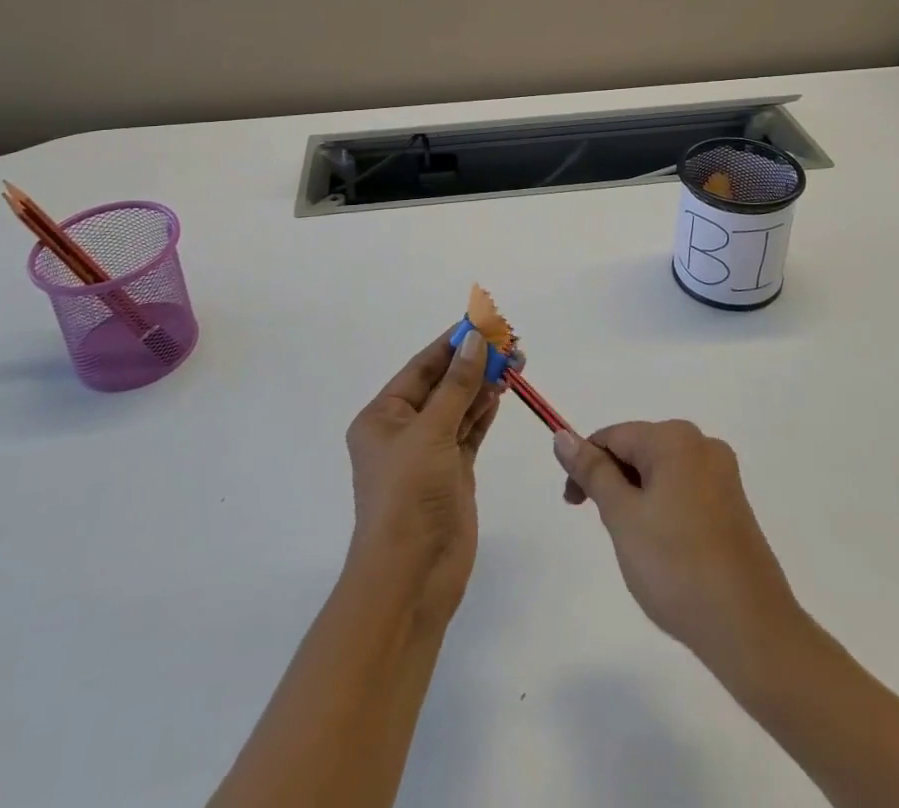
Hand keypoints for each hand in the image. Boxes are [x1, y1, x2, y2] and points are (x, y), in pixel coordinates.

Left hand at [343, 330, 501, 622]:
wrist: (411, 578)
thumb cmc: (408, 495)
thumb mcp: (431, 432)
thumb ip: (457, 385)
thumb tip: (474, 340)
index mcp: (383, 416)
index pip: (421, 367)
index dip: (452, 343)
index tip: (482, 321)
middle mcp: (404, 430)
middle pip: (443, 384)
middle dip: (473, 362)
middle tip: (509, 341)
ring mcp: (429, 453)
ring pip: (459, 406)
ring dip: (484, 384)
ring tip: (515, 360)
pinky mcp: (452, 473)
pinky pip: (470, 431)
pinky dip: (484, 411)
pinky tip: (501, 391)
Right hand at [554, 420, 801, 667]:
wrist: (750, 630)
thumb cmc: (676, 566)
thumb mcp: (622, 516)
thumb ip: (592, 472)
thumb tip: (562, 435)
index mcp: (675, 438)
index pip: (613, 437)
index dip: (586, 467)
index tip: (574, 506)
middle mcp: (703, 445)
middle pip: (638, 451)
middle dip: (614, 484)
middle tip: (610, 531)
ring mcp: (724, 476)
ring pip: (660, 475)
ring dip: (638, 501)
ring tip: (639, 548)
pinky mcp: (735, 507)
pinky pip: (685, 493)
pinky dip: (664, 513)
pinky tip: (666, 553)